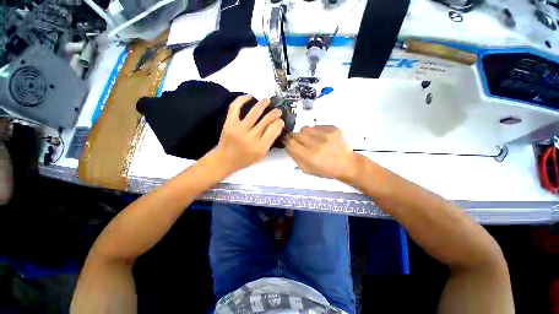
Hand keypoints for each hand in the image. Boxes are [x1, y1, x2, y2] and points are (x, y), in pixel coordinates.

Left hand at [214, 95, 283, 174]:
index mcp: (260, 147)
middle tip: (278, 110)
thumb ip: (269, 142)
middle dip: (274, 113)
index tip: (281, 120)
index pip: (273, 131)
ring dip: (263, 104)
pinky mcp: (229, 123)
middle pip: (266, 121)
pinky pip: (235, 107)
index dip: (279, 123)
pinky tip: (249, 96)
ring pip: (254, 112)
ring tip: (267, 100)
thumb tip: (276, 125)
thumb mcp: (261, 155)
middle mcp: (251, 137)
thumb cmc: (245, 159)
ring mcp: (239, 129)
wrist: (225, 160)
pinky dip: (242, 99)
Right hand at [284, 126, 358, 182]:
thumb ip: (296, 157)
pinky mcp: (333, 128)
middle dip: (295, 137)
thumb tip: (288, 145)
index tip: (287, 141)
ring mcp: (326, 135)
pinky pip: (316, 126)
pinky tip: (321, 138)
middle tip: (299, 141)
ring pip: (305, 128)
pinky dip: (315, 131)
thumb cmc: (326, 170)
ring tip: (311, 139)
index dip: (286, 141)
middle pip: (296, 134)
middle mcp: (317, 144)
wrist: (347, 164)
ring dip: (305, 134)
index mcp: (310, 157)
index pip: (291, 143)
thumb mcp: (308, 169)